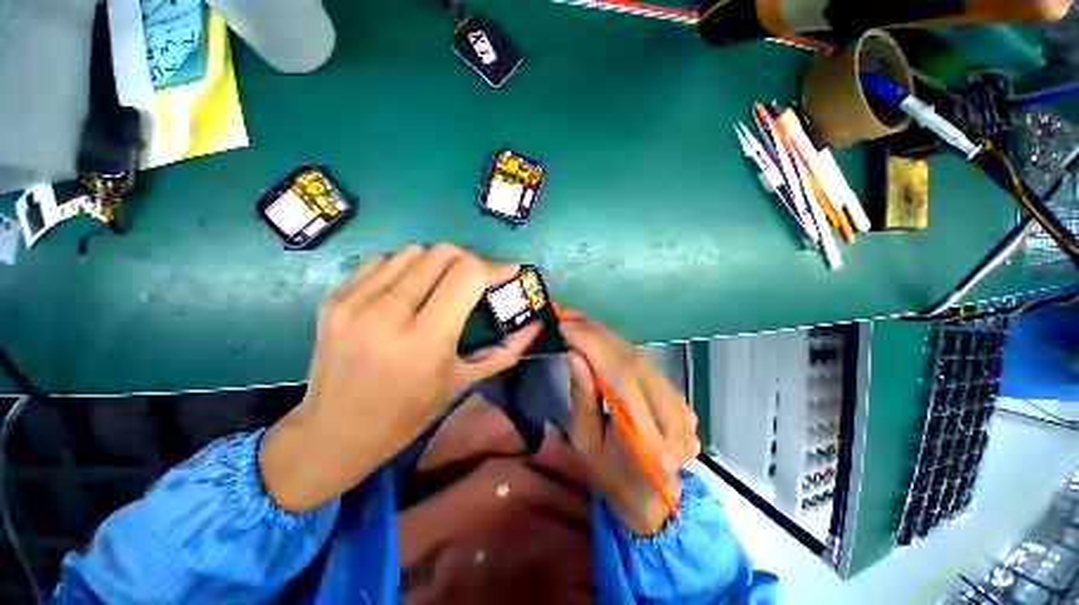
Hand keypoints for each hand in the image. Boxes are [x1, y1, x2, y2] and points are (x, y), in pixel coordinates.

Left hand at [259, 243, 541, 511]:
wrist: (334, 431)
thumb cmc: (408, 413)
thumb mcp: (463, 382)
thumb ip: (506, 350)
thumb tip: (535, 325)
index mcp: (425, 338)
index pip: (467, 273)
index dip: (494, 266)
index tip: (508, 272)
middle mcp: (387, 312)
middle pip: (442, 253)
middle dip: (470, 259)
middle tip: (478, 278)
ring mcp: (354, 301)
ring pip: (413, 251)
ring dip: (438, 262)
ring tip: (443, 284)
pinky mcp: (334, 297)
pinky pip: (382, 261)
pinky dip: (406, 268)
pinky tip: (409, 290)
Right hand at [560, 310, 699, 534]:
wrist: (650, 498)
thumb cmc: (609, 475)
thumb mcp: (584, 440)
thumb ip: (582, 396)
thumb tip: (575, 354)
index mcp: (646, 445)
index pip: (620, 380)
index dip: (593, 346)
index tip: (567, 325)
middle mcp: (673, 425)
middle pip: (634, 364)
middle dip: (598, 336)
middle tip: (571, 318)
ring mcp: (684, 413)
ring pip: (642, 359)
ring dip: (609, 338)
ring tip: (582, 324)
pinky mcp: (682, 402)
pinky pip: (648, 365)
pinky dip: (622, 349)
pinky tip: (603, 339)